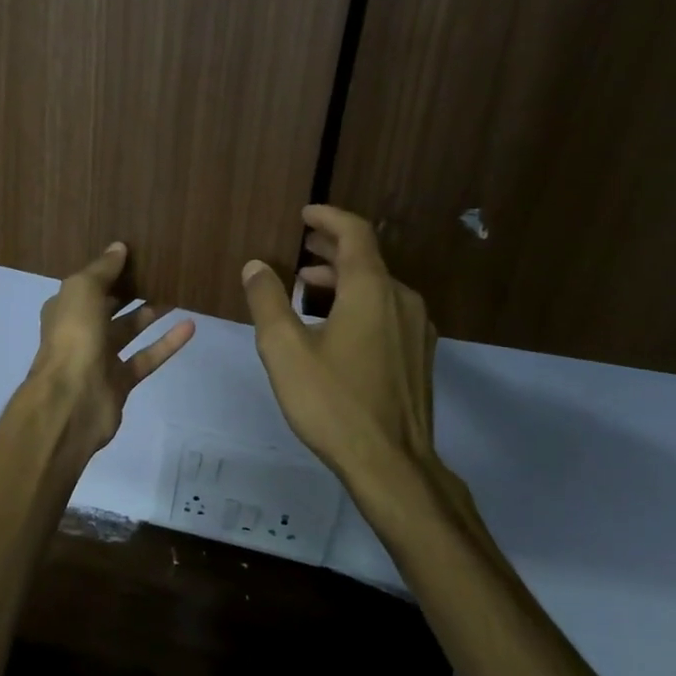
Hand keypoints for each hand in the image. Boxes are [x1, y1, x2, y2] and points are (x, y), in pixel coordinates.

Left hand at [29, 242, 195, 458]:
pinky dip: (167, 343)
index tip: (137, 253)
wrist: (71, 401)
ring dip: (152, 312)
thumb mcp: (82, 291)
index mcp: (65, 308)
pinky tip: (190, 325)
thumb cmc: (73, 337)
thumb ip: (102, 270)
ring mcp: (100, 358)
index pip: (88, 284)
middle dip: (132, 289)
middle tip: (162, 270)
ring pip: (130, 330)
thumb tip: (119, 247)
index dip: (109, 269)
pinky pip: (147, 357)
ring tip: (178, 292)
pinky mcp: (121, 381)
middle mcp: (80, 331)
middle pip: (110, 306)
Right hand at [241, 206, 439, 482]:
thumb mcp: (284, 350)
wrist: (391, 462)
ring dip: (342, 281)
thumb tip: (256, 266)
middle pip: (366, 260)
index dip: (328, 217)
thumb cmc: (332, 402)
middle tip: (300, 249)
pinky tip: (336, 327)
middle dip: (330, 250)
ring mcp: (417, 329)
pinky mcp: (419, 355)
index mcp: (371, 290)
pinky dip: (359, 304)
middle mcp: (402, 300)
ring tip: (306, 290)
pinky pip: (387, 312)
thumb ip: (267, 302)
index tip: (305, 214)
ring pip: (378, 288)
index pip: (354, 234)